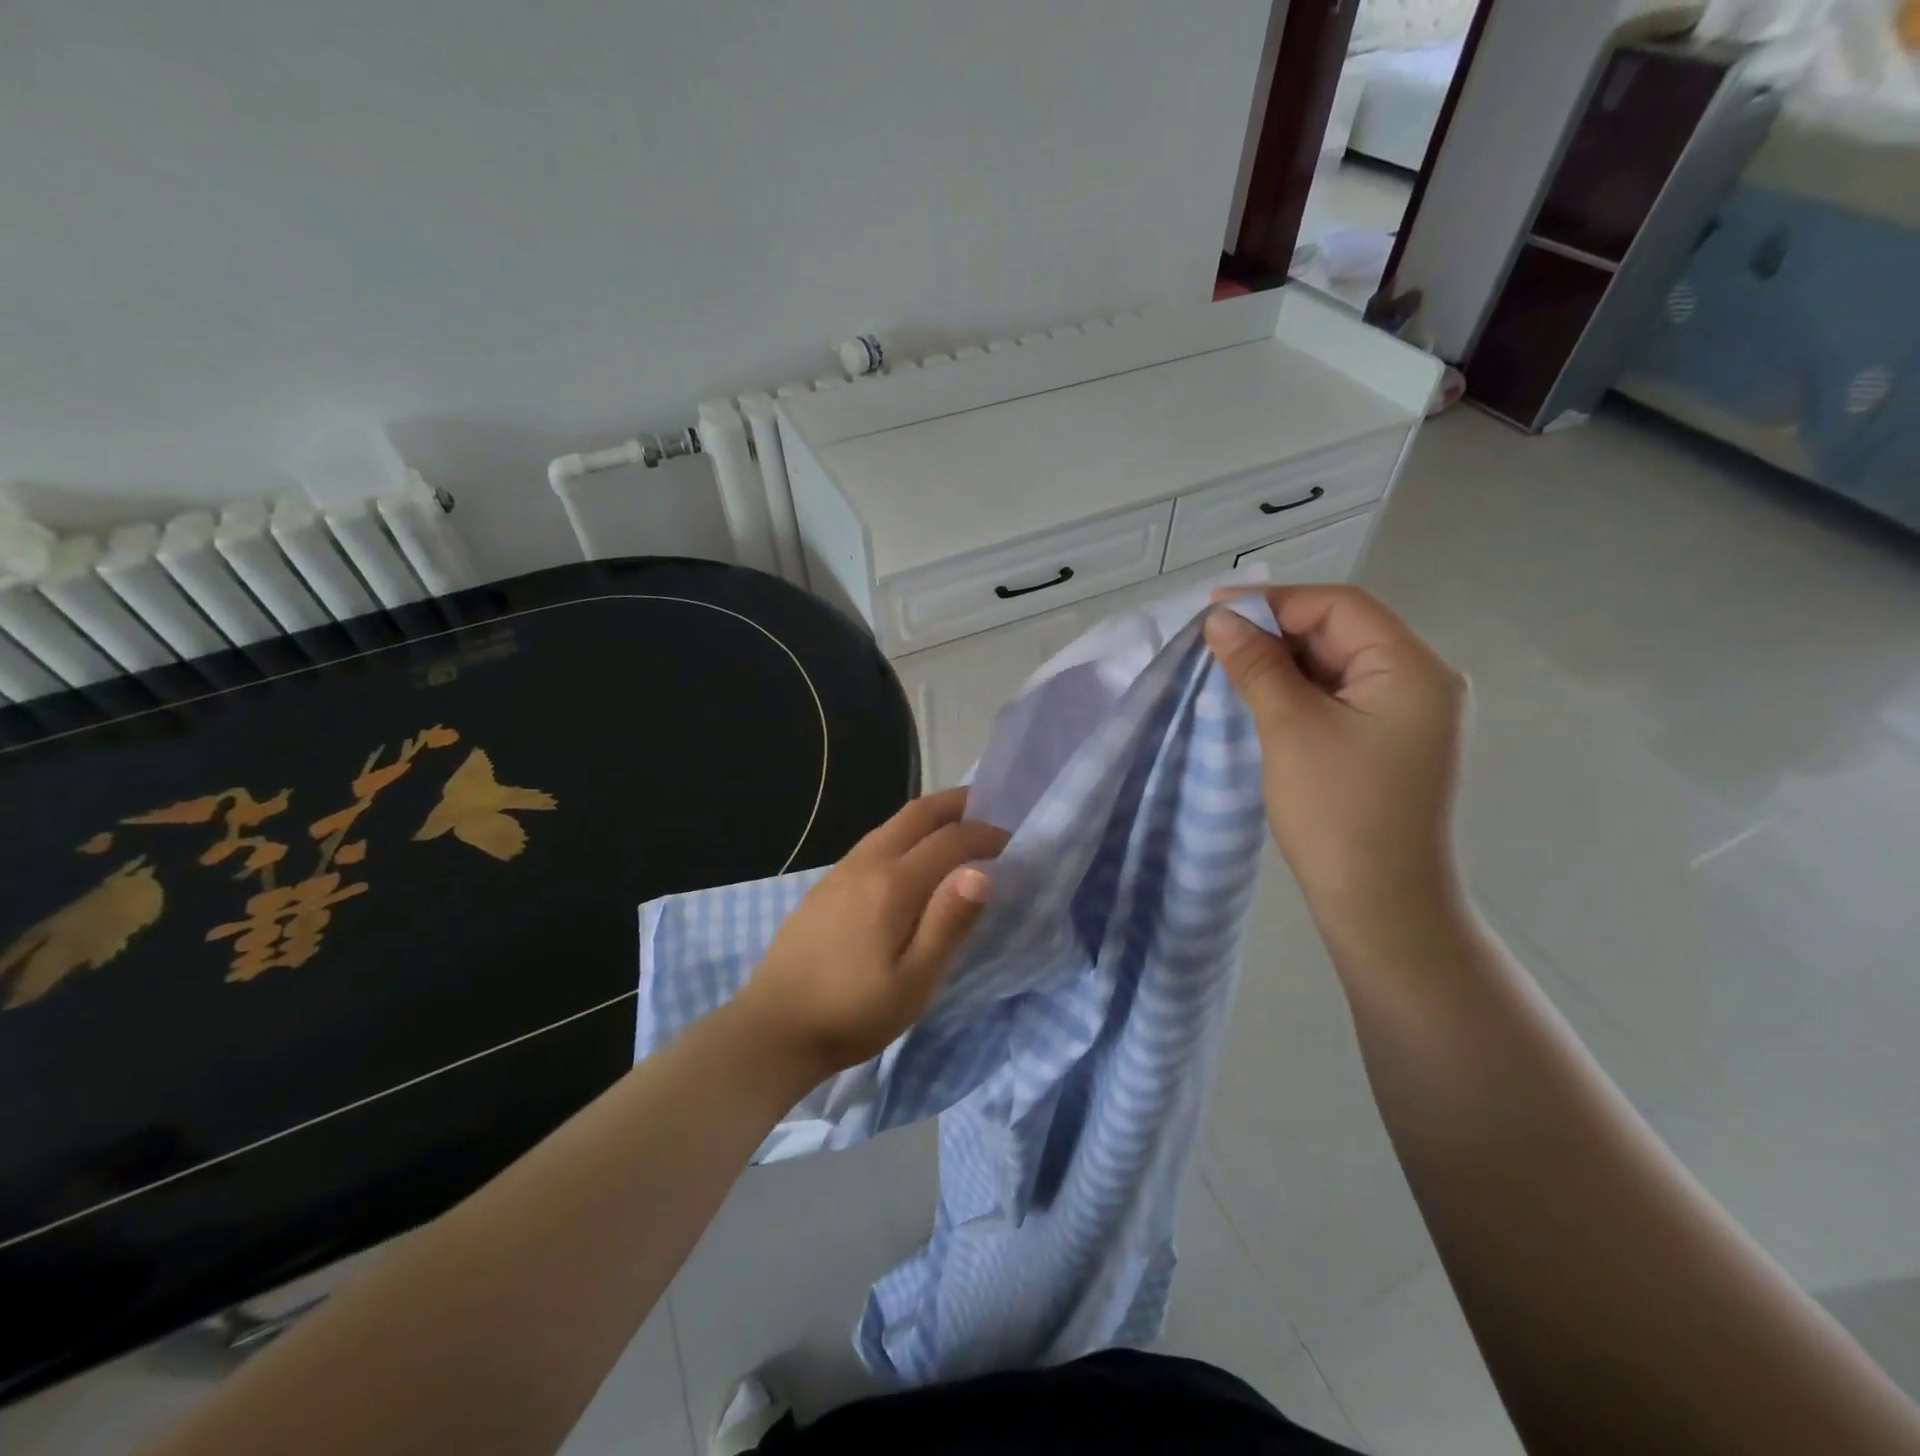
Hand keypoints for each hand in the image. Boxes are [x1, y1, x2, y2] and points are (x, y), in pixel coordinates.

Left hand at [734, 788, 1008, 1083]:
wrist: (773, 1028)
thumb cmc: (852, 1014)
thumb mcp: (913, 982)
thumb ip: (948, 924)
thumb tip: (981, 872)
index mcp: (892, 885)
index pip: (949, 841)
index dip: (984, 835)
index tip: (1011, 842)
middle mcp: (866, 864)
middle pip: (916, 814)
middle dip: (956, 804)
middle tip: (987, 808)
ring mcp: (840, 872)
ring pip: (891, 825)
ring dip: (928, 817)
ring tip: (955, 829)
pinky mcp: (825, 886)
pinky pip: (873, 842)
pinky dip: (903, 834)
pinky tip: (909, 859)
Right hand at [1204, 585, 1467, 930]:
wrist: (1381, 905)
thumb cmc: (1338, 813)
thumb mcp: (1290, 729)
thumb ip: (1257, 666)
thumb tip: (1220, 620)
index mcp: (1412, 668)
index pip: (1339, 607)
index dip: (1273, 602)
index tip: (1212, 612)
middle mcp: (1422, 681)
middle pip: (1342, 631)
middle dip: (1276, 632)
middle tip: (1215, 643)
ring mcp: (1410, 714)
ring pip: (1338, 664)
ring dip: (1284, 662)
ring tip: (1230, 669)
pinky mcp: (1391, 741)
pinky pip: (1341, 696)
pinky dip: (1300, 690)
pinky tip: (1263, 699)